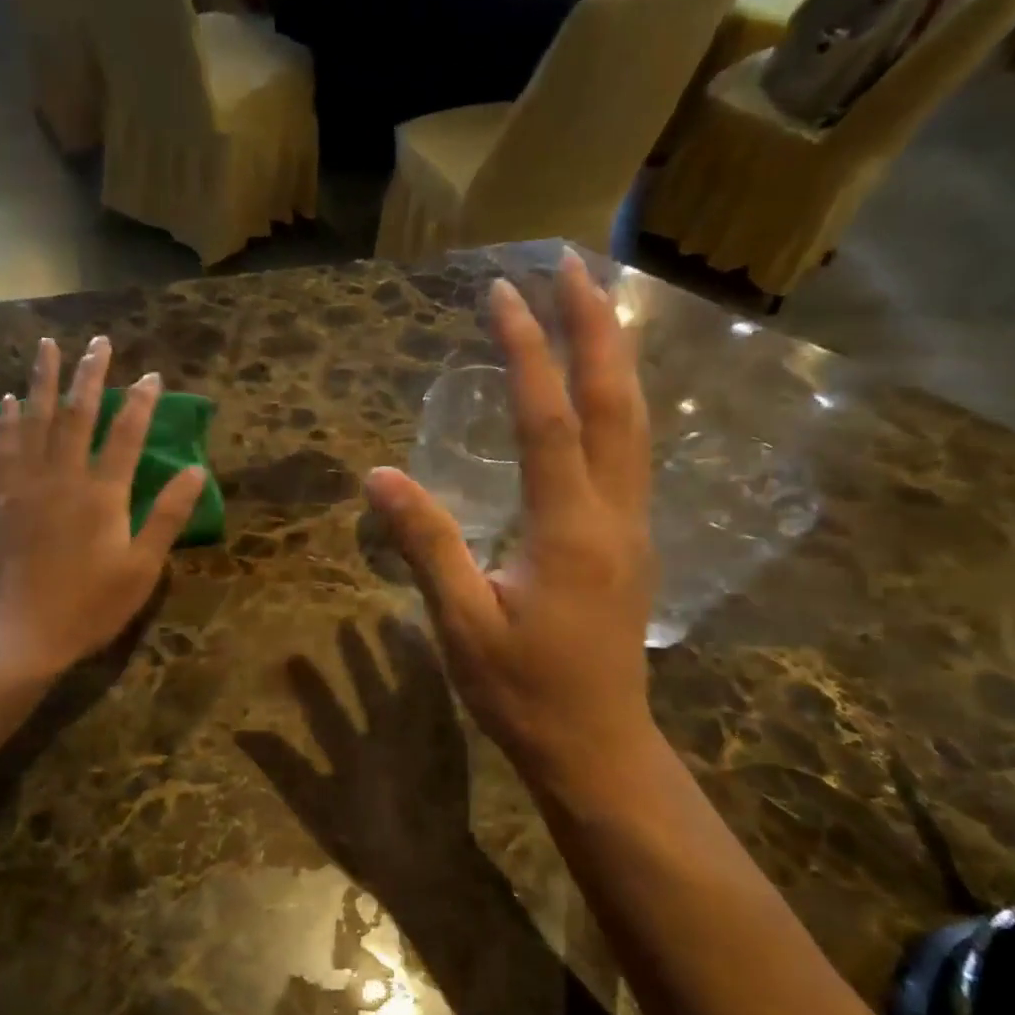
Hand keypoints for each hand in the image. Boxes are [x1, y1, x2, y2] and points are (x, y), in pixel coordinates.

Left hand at [0, 334, 205, 679]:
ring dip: (43, 381)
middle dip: (90, 375)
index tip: (151, 375)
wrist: (21, 633)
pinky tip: (8, 400)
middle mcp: (63, 477)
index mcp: (103, 494)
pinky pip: (3, 448)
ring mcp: (26, 485)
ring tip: (47, 346)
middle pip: (78, 414)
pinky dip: (7, 420)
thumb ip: (167, 515)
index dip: (141, 402)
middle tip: (99, 342)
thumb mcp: (142, 567)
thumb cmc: (90, 605)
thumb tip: (197, 471)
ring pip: (35, 421)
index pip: (126, 435)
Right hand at [364, 251, 656, 797]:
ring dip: (616, 357)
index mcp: (569, 530)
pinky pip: (632, 453)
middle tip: (573, 265)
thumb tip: (378, 476)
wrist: (598, 748)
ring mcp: (634, 528)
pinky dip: (618, 403)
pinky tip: (602, 392)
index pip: (548, 420)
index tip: (502, 294)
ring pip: (635, 424)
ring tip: (594, 305)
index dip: (525, 352)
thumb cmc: (524, 693)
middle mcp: (614, 515)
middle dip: (595, 327)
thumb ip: (427, 545)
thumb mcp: (462, 624)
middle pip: (615, 402)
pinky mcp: (633, 544)